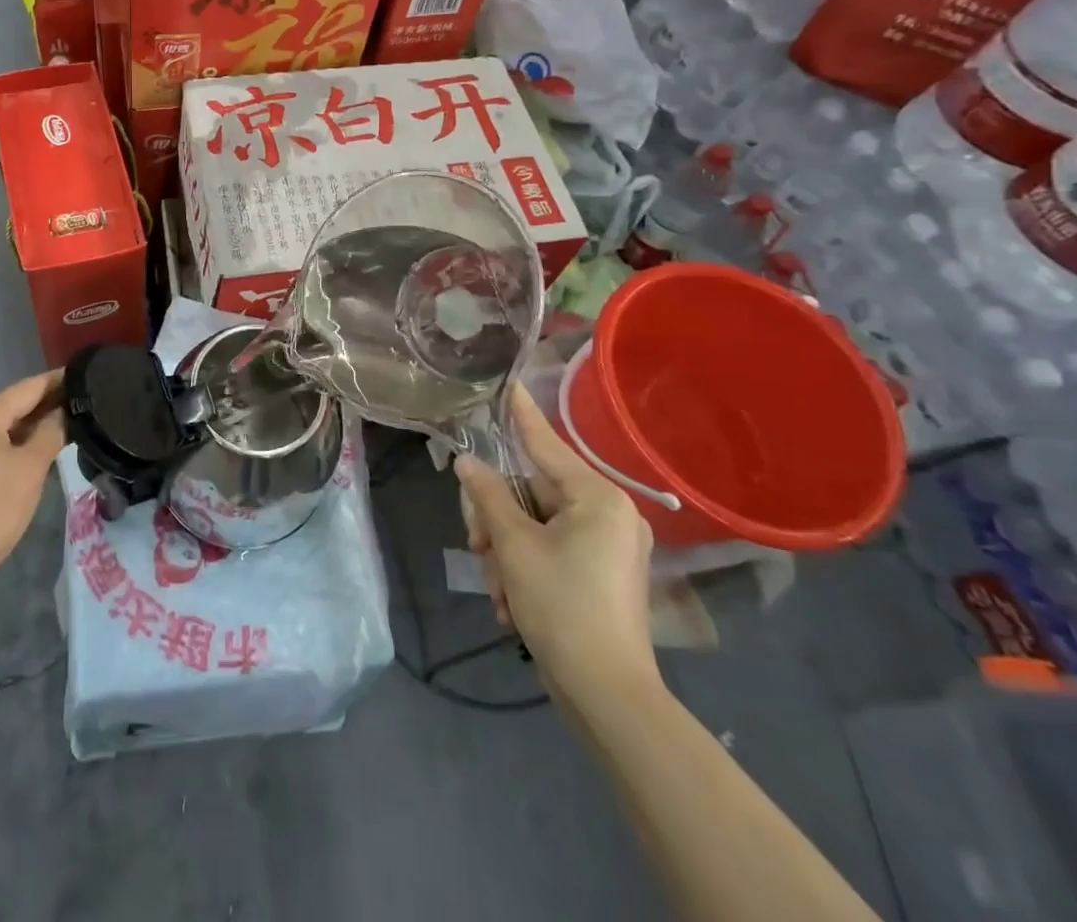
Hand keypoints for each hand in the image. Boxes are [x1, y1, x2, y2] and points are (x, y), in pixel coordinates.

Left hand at [0, 371, 66, 591]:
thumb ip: (50, 433)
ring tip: (64, 424)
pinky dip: (13, 444)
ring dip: (29, 426)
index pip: (26, 388)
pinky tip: (34, 452)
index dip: (55, 381)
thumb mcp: (31, 468)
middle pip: (10, 406)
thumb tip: (61, 414)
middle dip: (44, 404)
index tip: (83, 374)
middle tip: (80, 401)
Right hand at [456, 382, 658, 702]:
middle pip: (533, 492)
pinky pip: (552, 549)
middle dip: (498, 520)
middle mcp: (609, 512)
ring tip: (498, 588)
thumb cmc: (561, 607)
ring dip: (507, 551)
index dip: (521, 413)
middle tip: (476, 545)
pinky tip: (511, 602)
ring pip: (536, 524)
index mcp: (596, 497)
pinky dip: (526, 568)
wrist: (607, 696)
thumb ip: (489, 496)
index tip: (508, 381)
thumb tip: (468, 463)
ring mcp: (609, 544)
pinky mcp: (603, 572)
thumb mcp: (514, 546)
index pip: (546, 443)